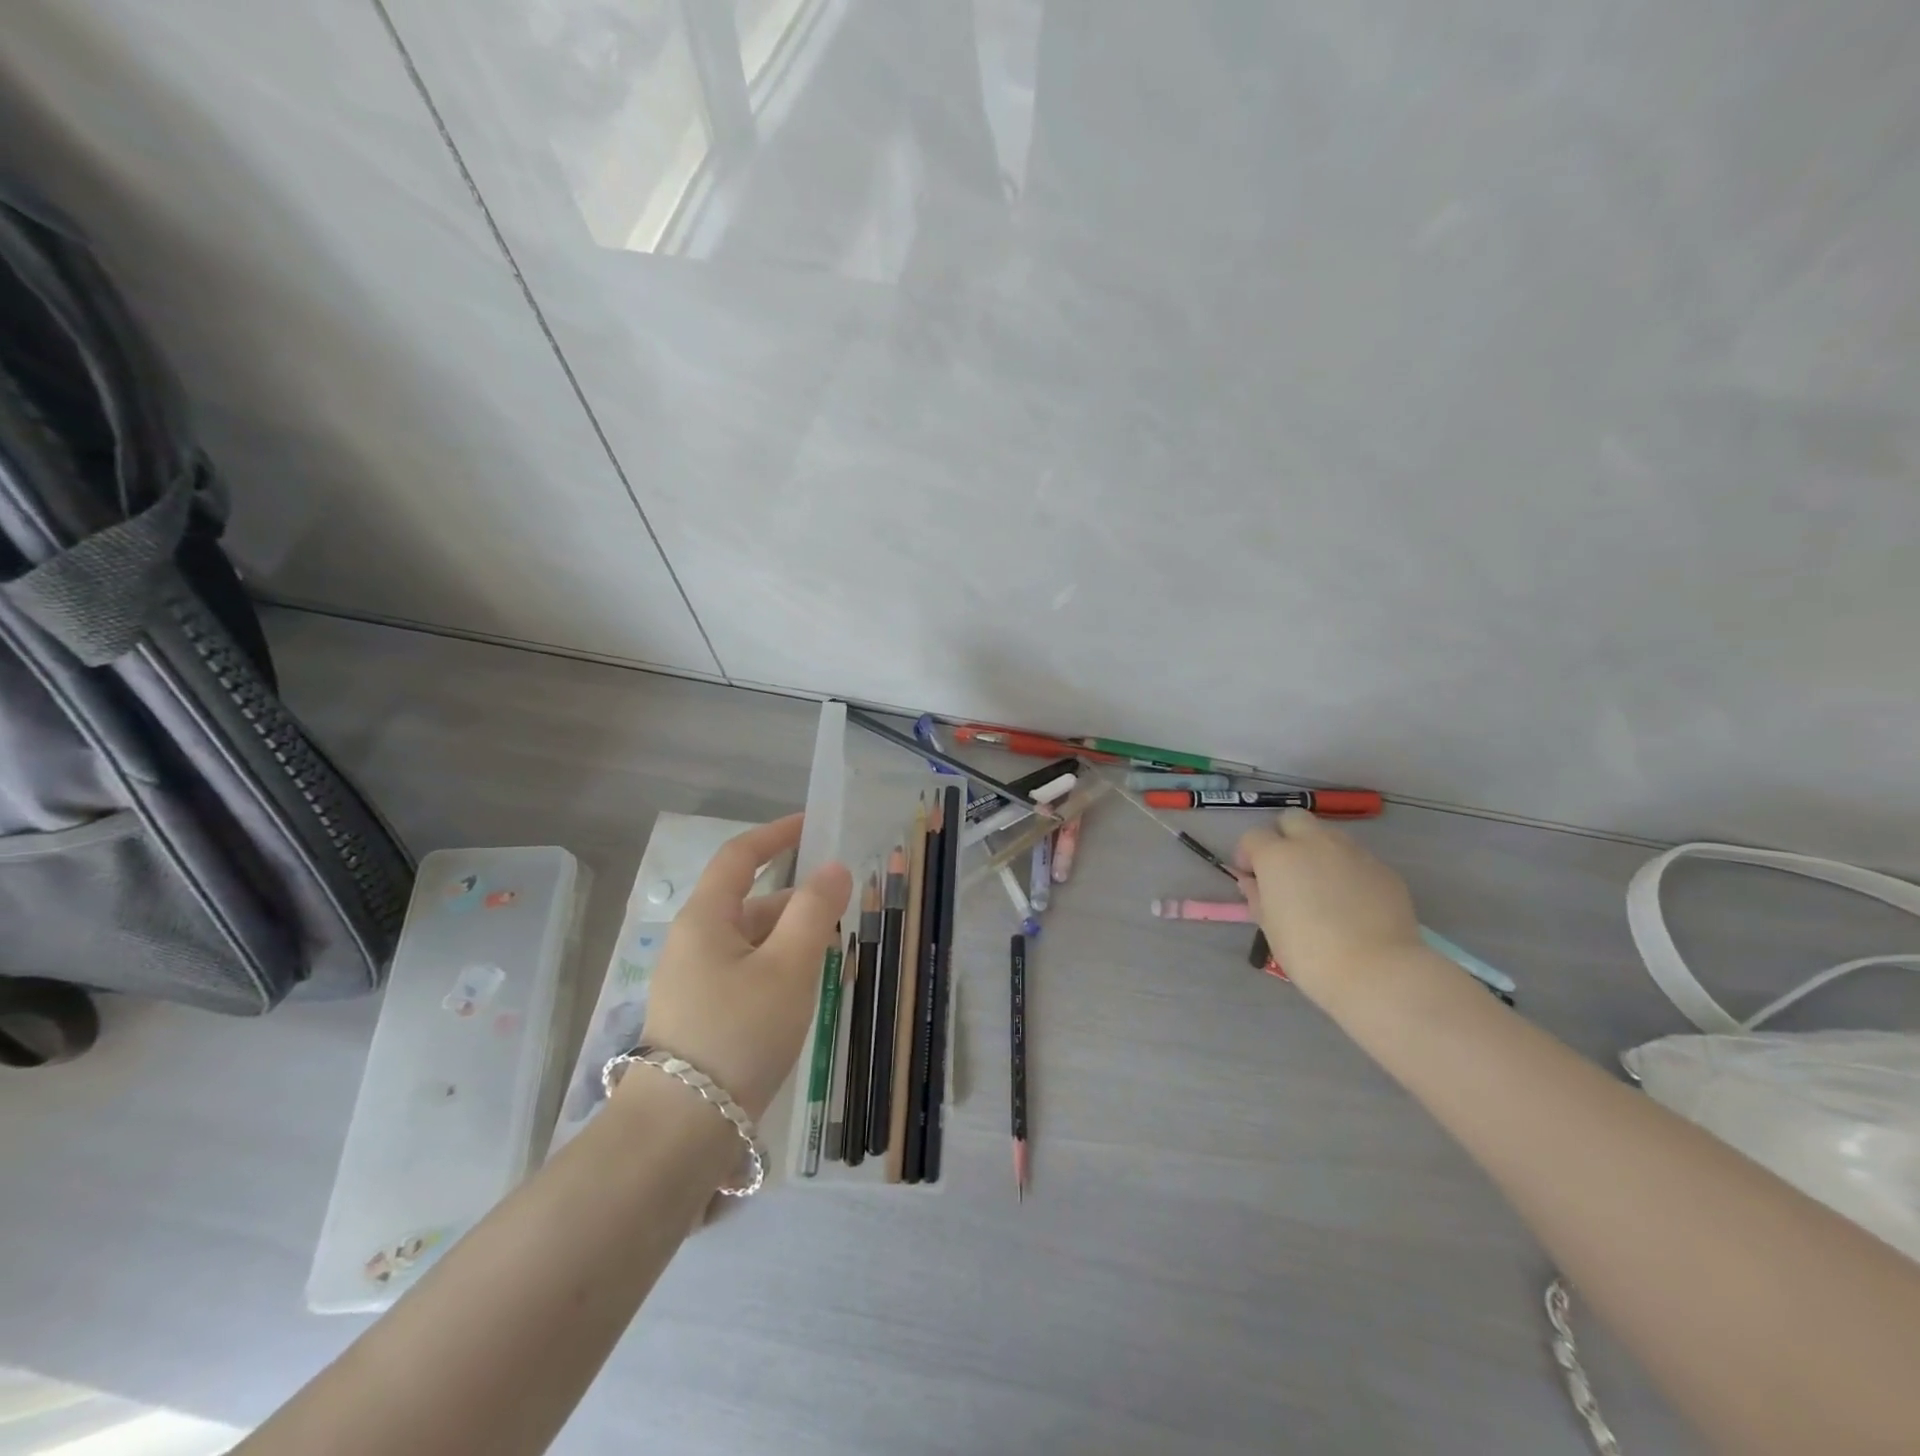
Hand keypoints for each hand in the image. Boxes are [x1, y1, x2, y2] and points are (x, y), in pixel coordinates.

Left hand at [636, 814, 851, 1118]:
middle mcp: (694, 944)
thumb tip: (833, 868)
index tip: (813, 825)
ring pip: (753, 944)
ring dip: (792, 942)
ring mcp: (694, 984)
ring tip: (835, 959)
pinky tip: (805, 996)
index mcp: (706, 919)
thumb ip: (814, 911)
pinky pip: (747, 976)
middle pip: (752, 903)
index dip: (776, 834)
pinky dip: (779, 972)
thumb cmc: (738, 1033)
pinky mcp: (702, 1018)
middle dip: (798, 902)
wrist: (679, 1134)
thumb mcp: (788, 967)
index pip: (740, 857)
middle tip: (845, 913)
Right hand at [1234, 809, 1419, 997]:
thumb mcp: (1269, 927)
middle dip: (1284, 836)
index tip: (1252, 877)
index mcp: (1278, 855)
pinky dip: (1348, 870)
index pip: (1253, 836)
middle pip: (1293, 819)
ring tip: (1322, 885)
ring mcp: (1353, 852)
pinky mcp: (1383, 868)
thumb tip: (1253, 882)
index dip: (1248, 855)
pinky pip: (1357, 859)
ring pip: (1328, 835)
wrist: (1377, 970)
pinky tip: (1352, 901)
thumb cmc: (1309, 952)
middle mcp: (1314, 843)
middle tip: (1286, 869)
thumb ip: (1257, 896)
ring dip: (1317, 850)